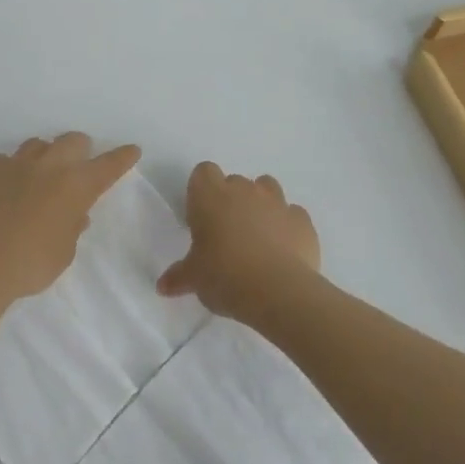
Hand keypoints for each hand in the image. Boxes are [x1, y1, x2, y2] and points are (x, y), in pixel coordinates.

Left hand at [0, 133, 141, 305]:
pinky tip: (7, 189)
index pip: (108, 165)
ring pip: (38, 144)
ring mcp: (16, 163)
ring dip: (46, 156)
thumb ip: (72, 227)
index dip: (122, 157)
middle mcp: (49, 166)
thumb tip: (75, 214)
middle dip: (81, 150)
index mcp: (75, 186)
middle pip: (73, 141)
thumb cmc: (30, 265)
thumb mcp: (63, 253)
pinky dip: (13, 170)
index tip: (132, 149)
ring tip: (41, 177)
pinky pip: (7, 160)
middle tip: (79, 167)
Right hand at [158, 161, 320, 323]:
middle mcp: (243, 190)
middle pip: (234, 181)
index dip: (202, 190)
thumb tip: (162, 286)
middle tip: (227, 233)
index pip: (203, 172)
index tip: (201, 215)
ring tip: (257, 234)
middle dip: (231, 200)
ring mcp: (276, 201)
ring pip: (266, 187)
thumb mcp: (194, 279)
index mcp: (211, 196)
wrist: (278, 291)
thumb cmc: (225, 276)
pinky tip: (284, 249)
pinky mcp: (302, 220)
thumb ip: (178, 276)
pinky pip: (292, 214)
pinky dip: (287, 225)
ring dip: (261, 204)